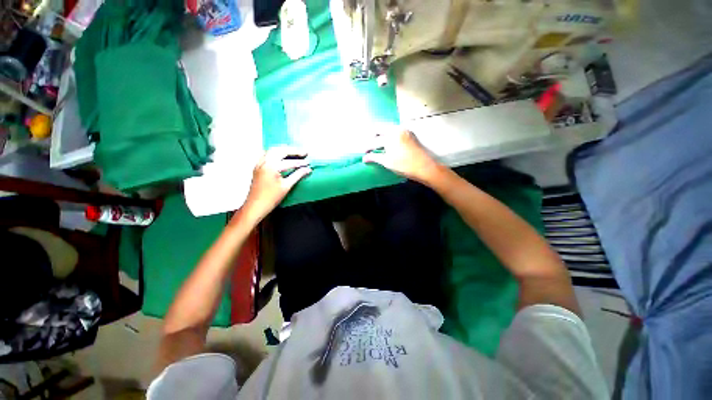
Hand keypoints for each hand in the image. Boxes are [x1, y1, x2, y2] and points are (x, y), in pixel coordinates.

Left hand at [243, 147, 311, 221]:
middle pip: (279, 150)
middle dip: (292, 150)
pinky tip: (281, 156)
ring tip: (294, 152)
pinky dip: (276, 153)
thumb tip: (308, 170)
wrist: (255, 206)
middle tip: (303, 152)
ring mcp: (259, 164)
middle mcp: (264, 162)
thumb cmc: (272, 198)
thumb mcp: (287, 186)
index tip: (309, 163)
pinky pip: (266, 154)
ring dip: (284, 150)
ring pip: (272, 151)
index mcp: (271, 167)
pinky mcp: (257, 167)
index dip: (300, 163)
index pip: (289, 162)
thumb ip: (298, 175)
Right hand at [362, 130, 442, 184]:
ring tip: (379, 146)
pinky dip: (390, 136)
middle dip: (373, 137)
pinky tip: (390, 144)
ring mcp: (405, 130)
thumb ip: (374, 158)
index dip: (367, 147)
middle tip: (371, 147)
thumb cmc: (404, 165)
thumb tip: (364, 158)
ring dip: (382, 135)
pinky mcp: (410, 134)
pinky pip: (396, 131)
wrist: (425, 167)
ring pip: (388, 129)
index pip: (374, 141)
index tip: (364, 153)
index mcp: (390, 136)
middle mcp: (397, 129)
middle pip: (380, 129)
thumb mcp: (387, 162)